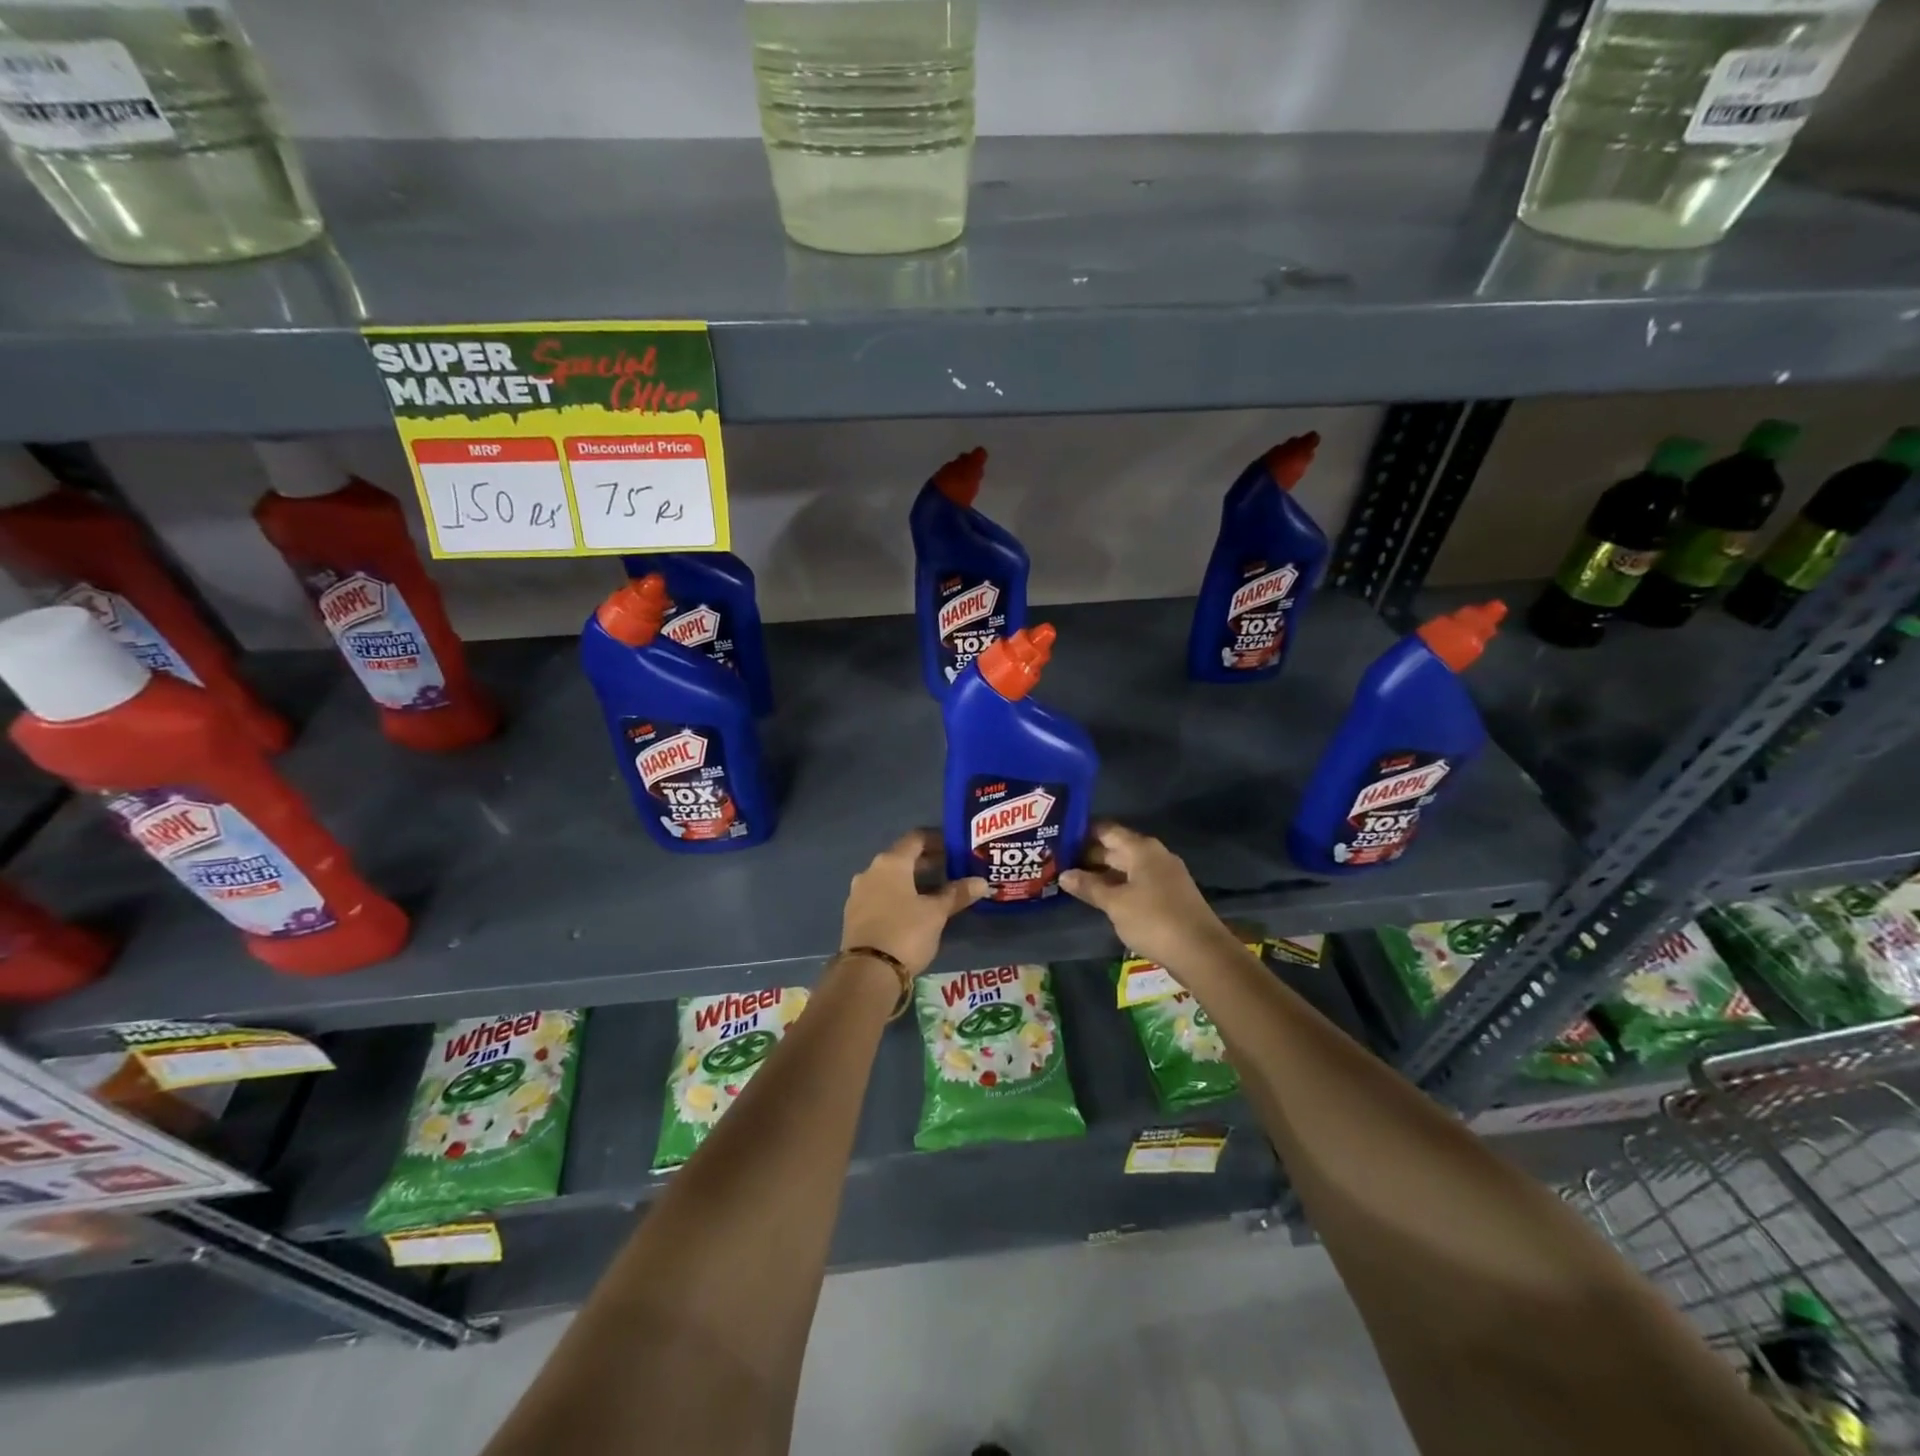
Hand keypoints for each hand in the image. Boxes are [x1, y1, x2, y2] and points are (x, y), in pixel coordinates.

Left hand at [840, 829, 988, 975]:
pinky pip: (880, 895)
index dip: (938, 840)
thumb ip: (957, 893)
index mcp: (891, 863)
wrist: (866, 973)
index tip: (956, 847)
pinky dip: (898, 896)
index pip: (916, 838)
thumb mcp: (936, 913)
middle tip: (952, 869)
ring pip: (891, 878)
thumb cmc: (905, 933)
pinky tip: (914, 910)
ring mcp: (859, 893)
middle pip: (902, 857)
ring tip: (937, 891)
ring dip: (912, 880)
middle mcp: (871, 871)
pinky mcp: (855, 914)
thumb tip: (982, 882)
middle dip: (928, 862)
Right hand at [1060, 822, 1233, 970]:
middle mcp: (1154, 856)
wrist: (1202, 953)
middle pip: (1116, 848)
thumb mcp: (1115, 904)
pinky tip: (1101, 898)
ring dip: (1102, 873)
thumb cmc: (1154, 920)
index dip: (1082, 832)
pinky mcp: (1169, 896)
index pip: (1107, 830)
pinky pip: (1136, 883)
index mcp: (1142, 849)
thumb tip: (1064, 874)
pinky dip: (1117, 886)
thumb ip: (1089, 887)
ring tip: (1073, 880)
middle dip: (1089, 855)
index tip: (1058, 838)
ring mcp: (1164, 876)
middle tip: (1058, 862)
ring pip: (1126, 867)